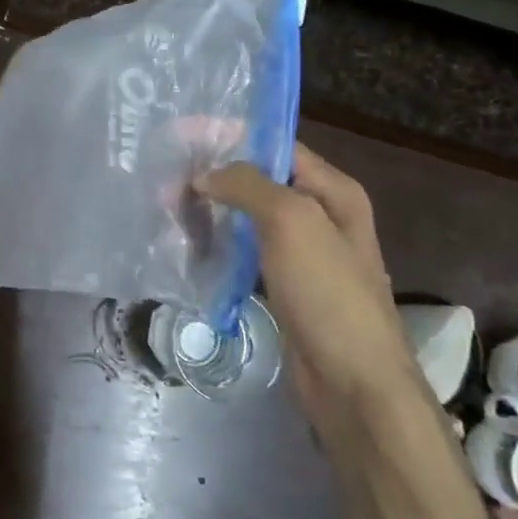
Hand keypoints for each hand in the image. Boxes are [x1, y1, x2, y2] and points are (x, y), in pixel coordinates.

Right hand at [195, 143, 426, 432]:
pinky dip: (217, 245)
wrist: (352, 383)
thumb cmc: (328, 293)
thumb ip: (248, 185)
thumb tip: (205, 175)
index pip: (275, 145)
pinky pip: (244, 252)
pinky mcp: (284, 285)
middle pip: (258, 180)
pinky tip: (186, 246)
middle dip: (212, 176)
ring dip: (211, 211)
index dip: (228, 136)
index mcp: (332, 191)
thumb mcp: (292, 222)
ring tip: (166, 210)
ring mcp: (302, 253)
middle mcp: (320, 215)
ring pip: (246, 218)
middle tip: (164, 181)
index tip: (180, 136)